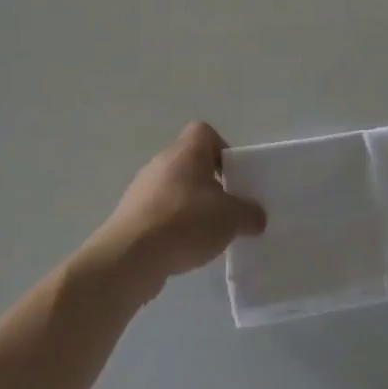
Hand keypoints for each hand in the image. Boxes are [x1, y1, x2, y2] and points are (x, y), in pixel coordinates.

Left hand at [84, 123, 266, 299]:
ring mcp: (142, 189)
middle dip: (210, 184)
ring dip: (190, 207)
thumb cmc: (185, 222)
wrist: (131, 256)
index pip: (204, 132)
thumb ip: (249, 214)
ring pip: (174, 189)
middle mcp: (162, 162)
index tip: (233, 177)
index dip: (222, 150)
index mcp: (186, 151)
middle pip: (190, 163)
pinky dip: (172, 227)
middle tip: (226, 209)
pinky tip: (183, 249)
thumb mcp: (231, 218)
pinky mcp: (130, 215)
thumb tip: (256, 216)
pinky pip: (159, 213)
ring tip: (206, 235)